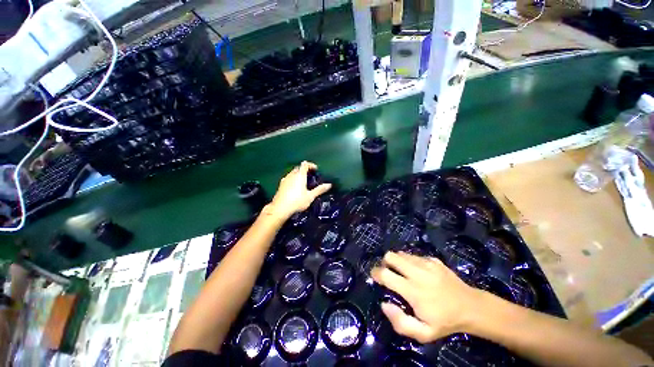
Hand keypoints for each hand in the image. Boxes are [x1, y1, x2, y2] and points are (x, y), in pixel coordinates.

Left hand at [267, 161, 330, 220]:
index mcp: (300, 175)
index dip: (311, 165)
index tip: (316, 169)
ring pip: (293, 173)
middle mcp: (292, 175)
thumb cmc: (297, 201)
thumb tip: (329, 185)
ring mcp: (285, 179)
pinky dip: (293, 179)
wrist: (280, 208)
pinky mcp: (281, 185)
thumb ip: (319, 190)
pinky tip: (294, 187)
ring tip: (303, 181)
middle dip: (305, 169)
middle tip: (310, 176)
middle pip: (298, 168)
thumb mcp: (310, 196)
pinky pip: (288, 178)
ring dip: (298, 174)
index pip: (305, 164)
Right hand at [371, 251, 481, 342]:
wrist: (471, 307)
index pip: (385, 274)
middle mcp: (417, 272)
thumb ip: (400, 322)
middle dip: (385, 263)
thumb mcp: (423, 333)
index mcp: (413, 290)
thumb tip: (384, 304)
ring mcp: (426, 263)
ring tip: (402, 272)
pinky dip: (410, 261)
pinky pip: (414, 255)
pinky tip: (418, 272)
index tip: (374, 276)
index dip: (376, 273)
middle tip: (389, 273)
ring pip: (401, 253)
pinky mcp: (433, 259)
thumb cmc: (445, 322)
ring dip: (397, 261)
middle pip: (390, 256)